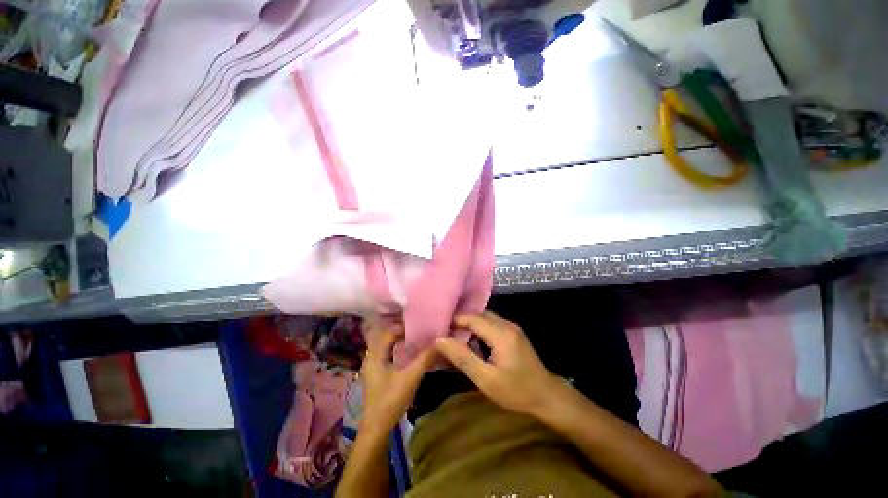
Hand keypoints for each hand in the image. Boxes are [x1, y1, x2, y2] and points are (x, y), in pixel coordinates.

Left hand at [360, 320, 436, 433]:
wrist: (376, 428)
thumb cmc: (391, 401)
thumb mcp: (410, 378)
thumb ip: (424, 359)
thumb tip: (439, 342)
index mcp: (375, 355)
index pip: (389, 332)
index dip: (404, 327)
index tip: (420, 327)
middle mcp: (371, 357)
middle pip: (387, 337)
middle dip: (403, 332)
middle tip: (420, 332)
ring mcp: (373, 366)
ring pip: (387, 346)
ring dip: (401, 341)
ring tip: (417, 340)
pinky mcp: (377, 373)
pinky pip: (388, 354)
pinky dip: (398, 350)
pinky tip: (409, 355)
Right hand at [435, 312, 560, 417]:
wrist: (547, 396)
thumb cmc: (516, 391)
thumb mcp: (486, 379)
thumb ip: (462, 357)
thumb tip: (440, 340)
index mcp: (501, 334)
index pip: (472, 318)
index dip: (455, 321)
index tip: (439, 329)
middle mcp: (507, 324)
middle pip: (479, 315)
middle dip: (461, 321)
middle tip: (445, 333)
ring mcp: (512, 327)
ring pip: (485, 318)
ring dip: (470, 324)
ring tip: (455, 336)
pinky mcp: (514, 332)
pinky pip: (492, 324)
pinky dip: (479, 328)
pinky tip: (472, 340)